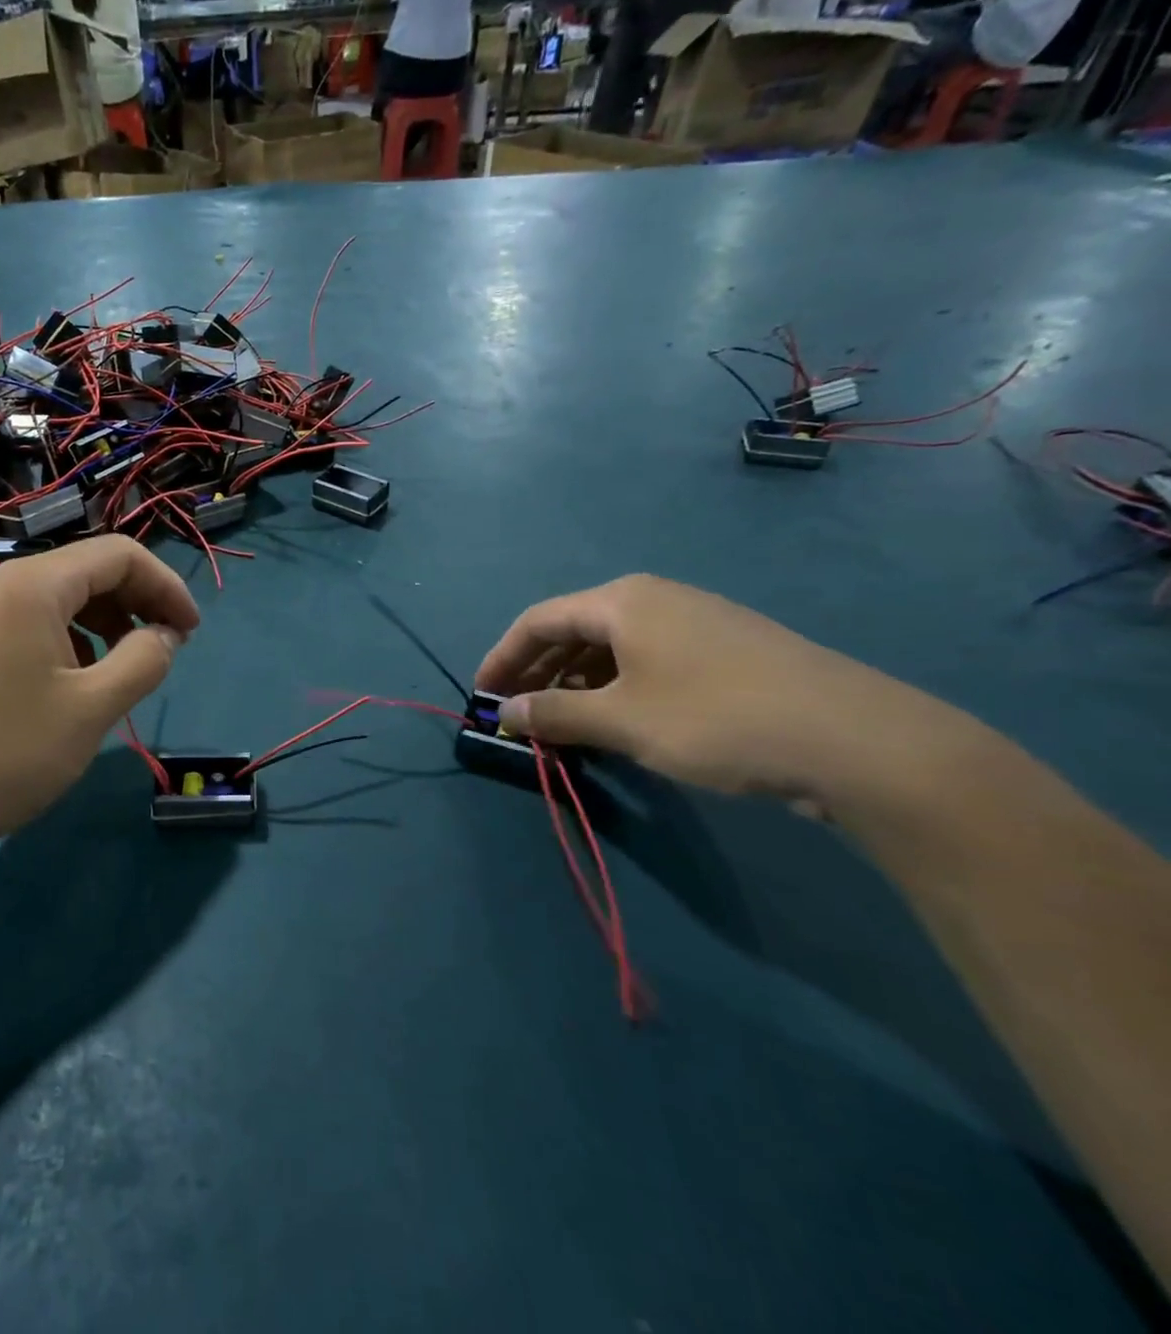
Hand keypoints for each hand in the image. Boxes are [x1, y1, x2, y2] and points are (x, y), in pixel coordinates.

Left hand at [0, 537, 198, 857]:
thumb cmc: (7, 753)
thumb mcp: (92, 709)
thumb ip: (143, 661)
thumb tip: (166, 635)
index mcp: (35, 585)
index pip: (119, 554)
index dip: (166, 586)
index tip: (191, 632)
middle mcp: (4, 584)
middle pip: (90, 570)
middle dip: (138, 602)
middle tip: (168, 649)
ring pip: (63, 598)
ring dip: (107, 623)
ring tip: (127, 670)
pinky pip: (35, 623)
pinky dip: (73, 640)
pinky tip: (80, 683)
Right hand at [475, 575, 966, 811]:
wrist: (857, 739)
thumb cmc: (717, 718)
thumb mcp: (621, 720)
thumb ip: (553, 714)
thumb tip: (505, 713)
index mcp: (622, 601)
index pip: (538, 620)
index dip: (502, 657)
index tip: (482, 696)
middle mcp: (655, 599)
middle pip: (573, 630)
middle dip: (537, 672)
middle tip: (516, 714)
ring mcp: (695, 623)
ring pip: (611, 648)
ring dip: (575, 684)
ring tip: (560, 724)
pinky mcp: (726, 652)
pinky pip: (647, 662)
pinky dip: (616, 688)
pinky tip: (617, 721)